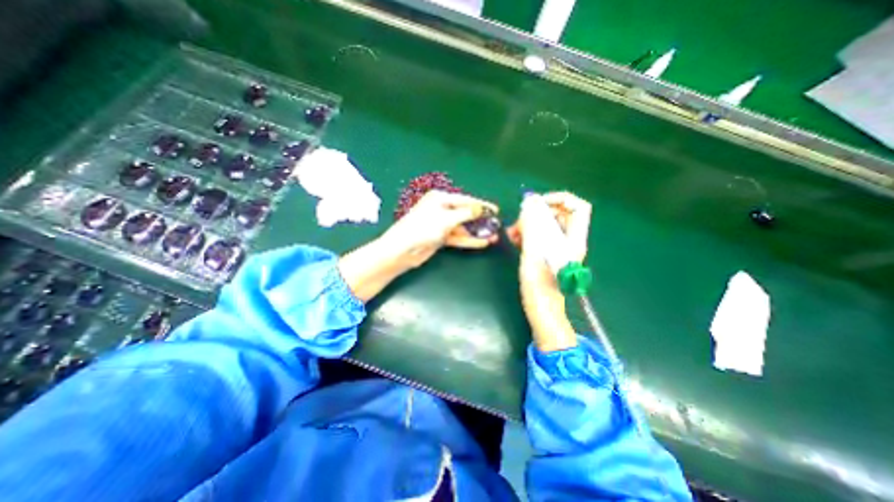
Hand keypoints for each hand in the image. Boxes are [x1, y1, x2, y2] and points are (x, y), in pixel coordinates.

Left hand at [342, 191, 499, 300]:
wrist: (403, 250)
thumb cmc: (423, 228)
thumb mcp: (446, 218)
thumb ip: (466, 214)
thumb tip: (481, 209)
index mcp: (440, 198)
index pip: (466, 200)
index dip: (482, 205)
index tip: (496, 210)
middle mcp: (441, 209)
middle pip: (465, 213)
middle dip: (481, 220)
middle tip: (496, 225)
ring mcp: (441, 224)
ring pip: (463, 227)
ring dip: (477, 232)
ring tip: (493, 237)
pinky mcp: (441, 237)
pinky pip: (458, 237)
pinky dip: (469, 240)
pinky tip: (482, 243)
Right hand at [505, 193, 591, 351]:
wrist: (541, 309)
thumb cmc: (539, 286)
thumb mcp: (533, 254)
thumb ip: (532, 227)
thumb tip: (529, 204)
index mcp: (573, 240)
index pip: (578, 207)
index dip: (559, 199)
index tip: (537, 204)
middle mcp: (568, 241)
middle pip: (557, 214)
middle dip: (536, 213)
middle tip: (519, 222)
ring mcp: (557, 247)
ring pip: (545, 225)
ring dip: (528, 224)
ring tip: (513, 233)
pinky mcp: (547, 253)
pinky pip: (538, 235)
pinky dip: (526, 233)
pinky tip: (514, 239)